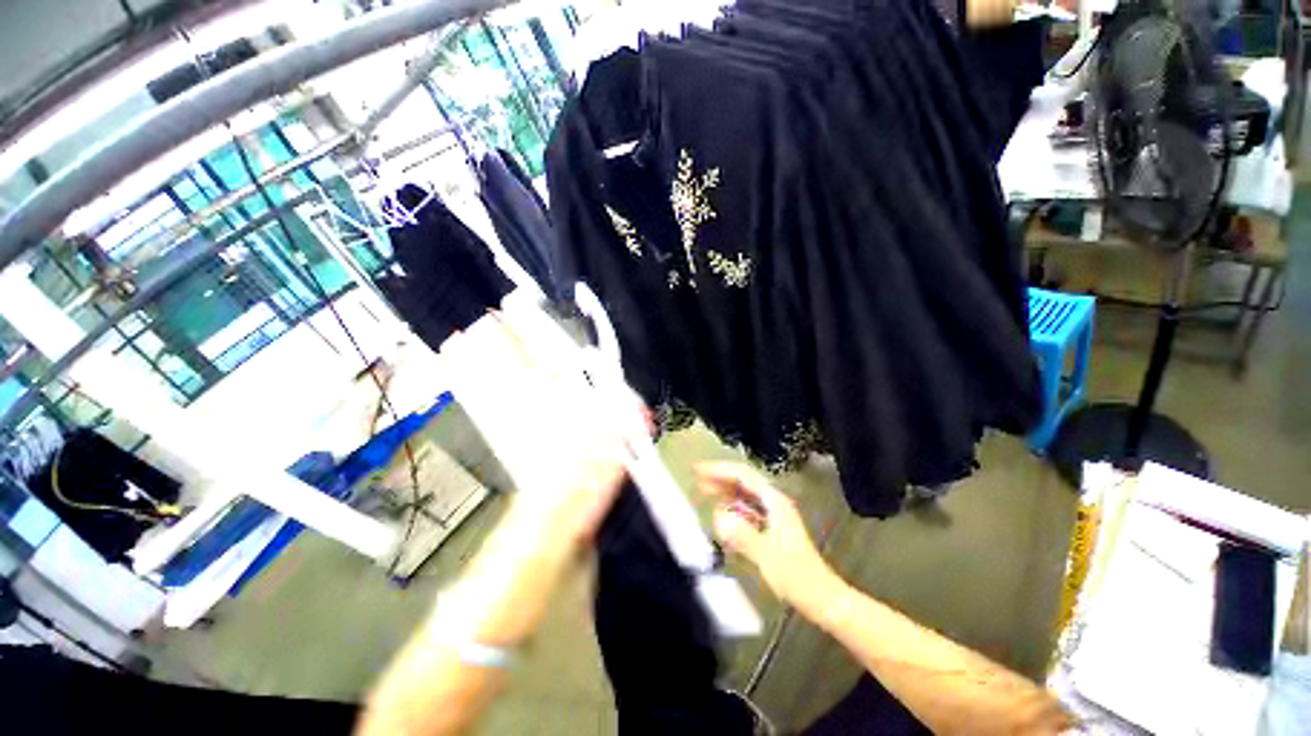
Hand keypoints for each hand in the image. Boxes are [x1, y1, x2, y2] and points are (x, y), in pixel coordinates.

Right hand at [695, 462, 836, 610]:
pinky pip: (747, 508)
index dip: (719, 470)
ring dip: (724, 490)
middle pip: (742, 481)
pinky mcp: (771, 526)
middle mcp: (773, 502)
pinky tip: (722, 512)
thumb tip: (719, 516)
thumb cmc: (795, 576)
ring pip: (744, 494)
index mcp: (774, 502)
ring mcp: (773, 514)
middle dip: (719, 477)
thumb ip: (742, 534)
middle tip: (696, 478)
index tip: (699, 470)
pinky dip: (732, 506)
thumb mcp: (765, 555)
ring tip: (704, 491)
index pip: (742, 475)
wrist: (820, 596)